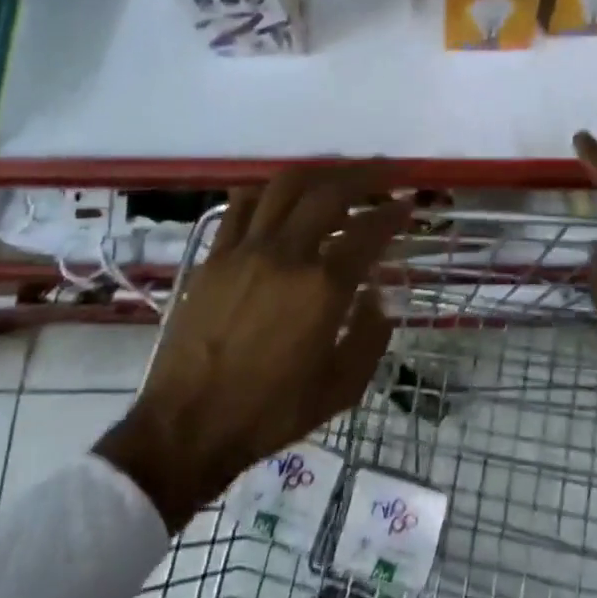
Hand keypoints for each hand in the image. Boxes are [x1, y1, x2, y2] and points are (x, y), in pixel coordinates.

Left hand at [97, 165, 410, 529]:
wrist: (189, 425)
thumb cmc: (271, 412)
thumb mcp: (340, 388)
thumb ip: (370, 338)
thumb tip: (376, 298)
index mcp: (323, 288)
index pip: (367, 232)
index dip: (393, 212)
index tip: (407, 203)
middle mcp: (286, 254)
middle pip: (329, 193)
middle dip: (363, 176)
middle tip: (383, 173)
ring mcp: (245, 250)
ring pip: (284, 187)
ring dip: (317, 173)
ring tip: (336, 176)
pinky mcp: (214, 256)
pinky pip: (241, 206)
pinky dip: (267, 191)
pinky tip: (279, 197)